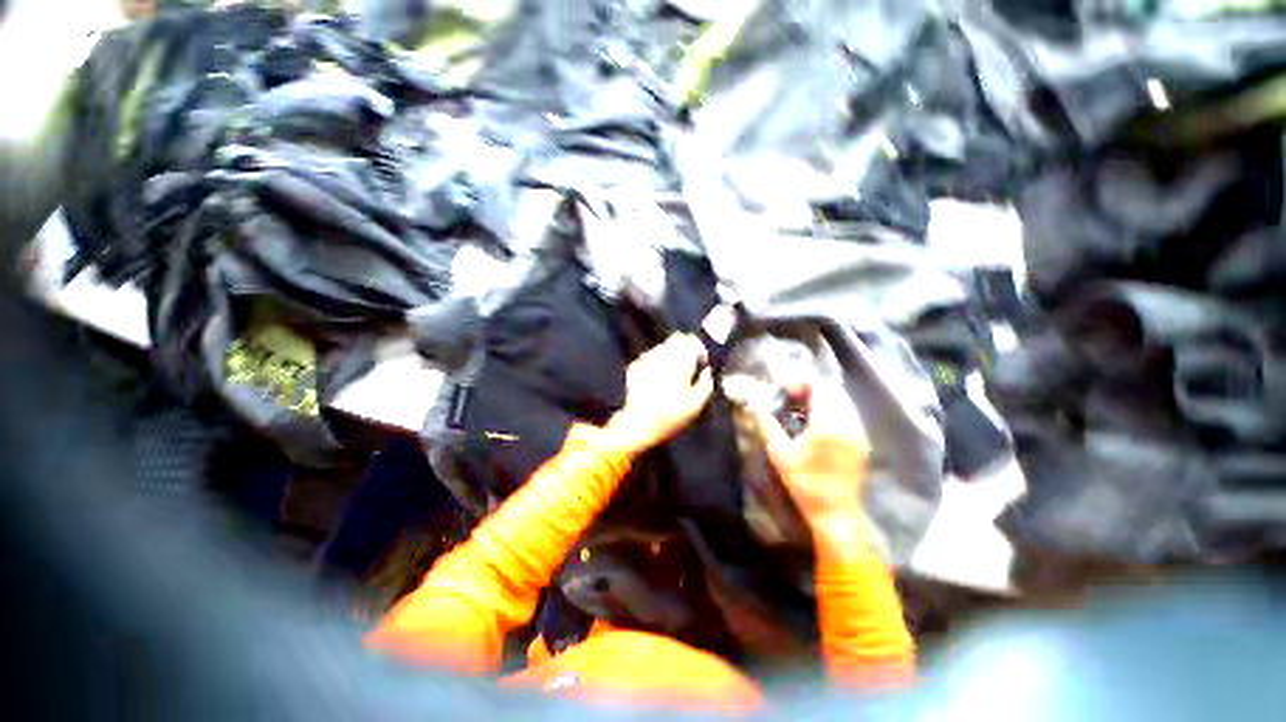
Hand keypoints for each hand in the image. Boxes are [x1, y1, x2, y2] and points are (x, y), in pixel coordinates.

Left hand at [602, 334, 713, 455]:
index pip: (692, 340)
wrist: (637, 423)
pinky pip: (650, 356)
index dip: (699, 349)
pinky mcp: (635, 365)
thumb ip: (706, 384)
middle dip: (685, 348)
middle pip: (677, 338)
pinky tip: (656, 378)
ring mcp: (646, 358)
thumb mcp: (695, 405)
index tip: (701, 363)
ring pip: (663, 346)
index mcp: (680, 361)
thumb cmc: (670, 416)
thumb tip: (707, 371)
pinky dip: (656, 362)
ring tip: (672, 373)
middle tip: (688, 366)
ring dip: (670, 354)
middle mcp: (663, 354)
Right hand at [731, 379, 869, 532]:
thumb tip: (756, 406)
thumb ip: (769, 425)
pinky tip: (818, 421)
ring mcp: (858, 432)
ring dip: (824, 398)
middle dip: (812, 387)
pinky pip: (849, 414)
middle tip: (792, 395)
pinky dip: (833, 409)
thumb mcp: (780, 454)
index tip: (786, 388)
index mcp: (828, 423)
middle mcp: (848, 423)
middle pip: (834, 391)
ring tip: (803, 406)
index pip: (820, 387)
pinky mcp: (861, 442)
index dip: (802, 381)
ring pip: (844, 402)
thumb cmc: (805, 483)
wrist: (836, 514)